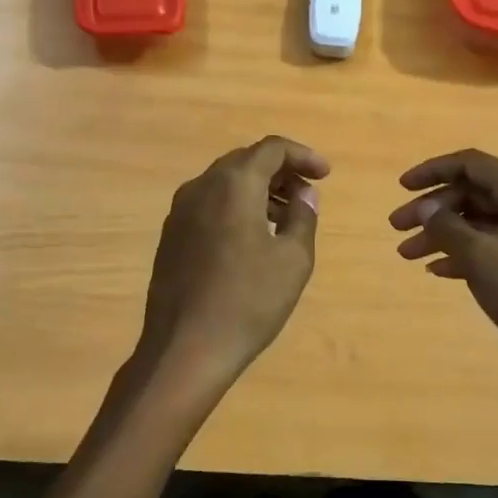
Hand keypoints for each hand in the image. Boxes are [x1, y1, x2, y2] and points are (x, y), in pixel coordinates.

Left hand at [134, 136, 327, 395]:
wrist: (184, 349)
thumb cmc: (248, 301)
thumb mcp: (293, 260)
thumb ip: (303, 217)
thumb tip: (304, 194)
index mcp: (233, 184)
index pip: (271, 149)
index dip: (303, 156)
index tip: (325, 176)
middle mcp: (202, 187)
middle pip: (246, 161)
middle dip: (280, 172)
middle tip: (306, 194)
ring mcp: (180, 212)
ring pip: (225, 183)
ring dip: (258, 190)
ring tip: (285, 219)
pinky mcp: (171, 236)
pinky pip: (209, 204)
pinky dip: (235, 207)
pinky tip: (252, 238)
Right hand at [389, 150, 497, 380]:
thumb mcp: (479, 256)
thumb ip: (446, 226)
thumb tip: (425, 208)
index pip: (471, 164)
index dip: (433, 170)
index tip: (402, 187)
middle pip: (473, 193)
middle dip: (432, 208)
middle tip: (396, 228)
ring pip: (479, 222)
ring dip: (442, 234)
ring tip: (407, 255)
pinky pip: (491, 245)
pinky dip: (463, 252)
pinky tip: (437, 270)